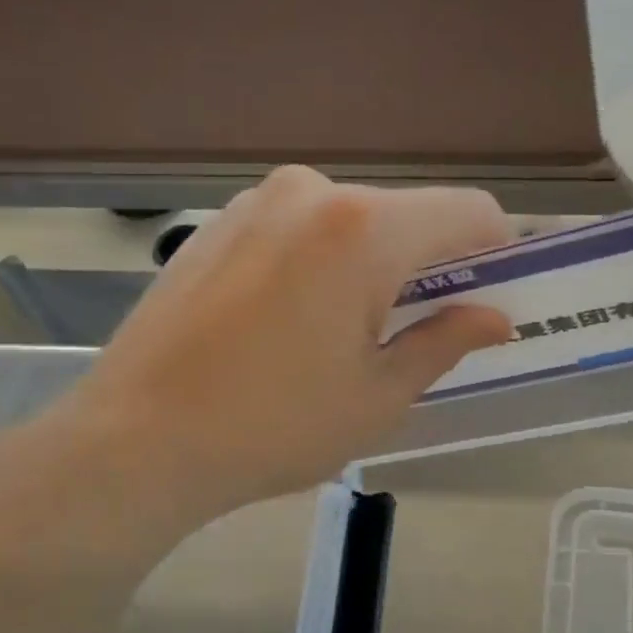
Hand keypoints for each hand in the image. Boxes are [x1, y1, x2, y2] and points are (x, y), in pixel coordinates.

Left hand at [3, 168, 512, 550]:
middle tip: (422, 330)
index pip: (470, 211)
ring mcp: (257, 201)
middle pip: (409, 215)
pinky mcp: (219, 222)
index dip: (497, 250)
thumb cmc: (274, 425)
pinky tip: (293, 321)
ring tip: (347, 334)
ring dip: (374, 264)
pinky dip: (322, 261)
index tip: (493, 296)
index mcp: (365, 229)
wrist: (135, 439)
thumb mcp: (378, 395)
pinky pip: (301, 228)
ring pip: (353, 221)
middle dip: (431, 264)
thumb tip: (496, 318)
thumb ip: (446, 341)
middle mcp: (313, 192)